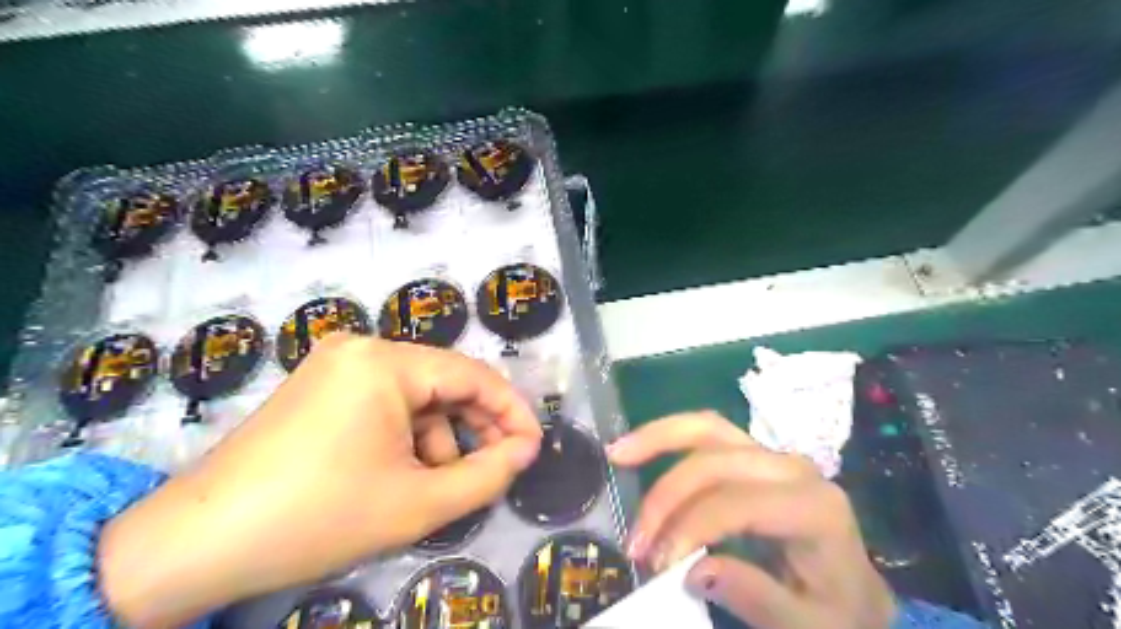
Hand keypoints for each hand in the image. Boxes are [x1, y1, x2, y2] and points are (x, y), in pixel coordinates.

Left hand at [99, 333, 546, 628]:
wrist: (195, 545)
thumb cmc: (318, 518)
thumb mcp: (419, 503)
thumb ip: (488, 474)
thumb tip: (527, 450)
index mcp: (386, 362)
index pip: (473, 375)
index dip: (512, 411)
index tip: (534, 446)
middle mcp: (362, 348)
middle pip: (444, 382)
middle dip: (476, 427)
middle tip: (500, 466)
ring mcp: (336, 365)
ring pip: (416, 396)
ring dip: (440, 438)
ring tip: (441, 485)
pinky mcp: (320, 387)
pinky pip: (385, 403)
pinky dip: (407, 436)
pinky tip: (404, 474)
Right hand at [608, 412, 889, 628]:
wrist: (857, 592)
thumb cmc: (835, 612)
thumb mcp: (806, 625)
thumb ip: (755, 597)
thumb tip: (694, 570)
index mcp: (815, 508)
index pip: (739, 504)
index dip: (691, 528)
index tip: (659, 565)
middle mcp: (793, 467)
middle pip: (716, 461)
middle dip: (667, 497)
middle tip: (635, 540)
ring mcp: (772, 454)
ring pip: (707, 428)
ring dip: (658, 438)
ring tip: (616, 452)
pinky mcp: (755, 454)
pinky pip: (707, 432)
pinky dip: (669, 435)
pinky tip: (639, 443)